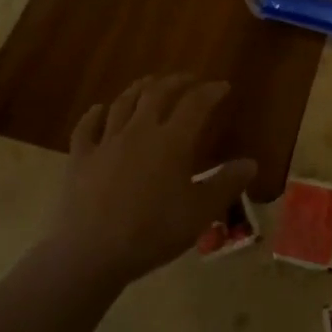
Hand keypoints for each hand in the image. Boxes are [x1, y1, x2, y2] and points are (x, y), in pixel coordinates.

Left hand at [47, 74, 255, 286]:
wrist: (92, 252)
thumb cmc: (152, 233)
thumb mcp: (200, 213)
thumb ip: (226, 184)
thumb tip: (250, 163)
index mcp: (171, 142)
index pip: (195, 104)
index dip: (210, 91)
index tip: (222, 86)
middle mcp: (139, 131)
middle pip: (157, 93)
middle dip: (176, 81)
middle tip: (188, 79)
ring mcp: (106, 141)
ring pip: (123, 102)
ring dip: (139, 89)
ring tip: (149, 84)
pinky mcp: (81, 157)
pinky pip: (87, 126)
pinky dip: (95, 114)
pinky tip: (99, 109)